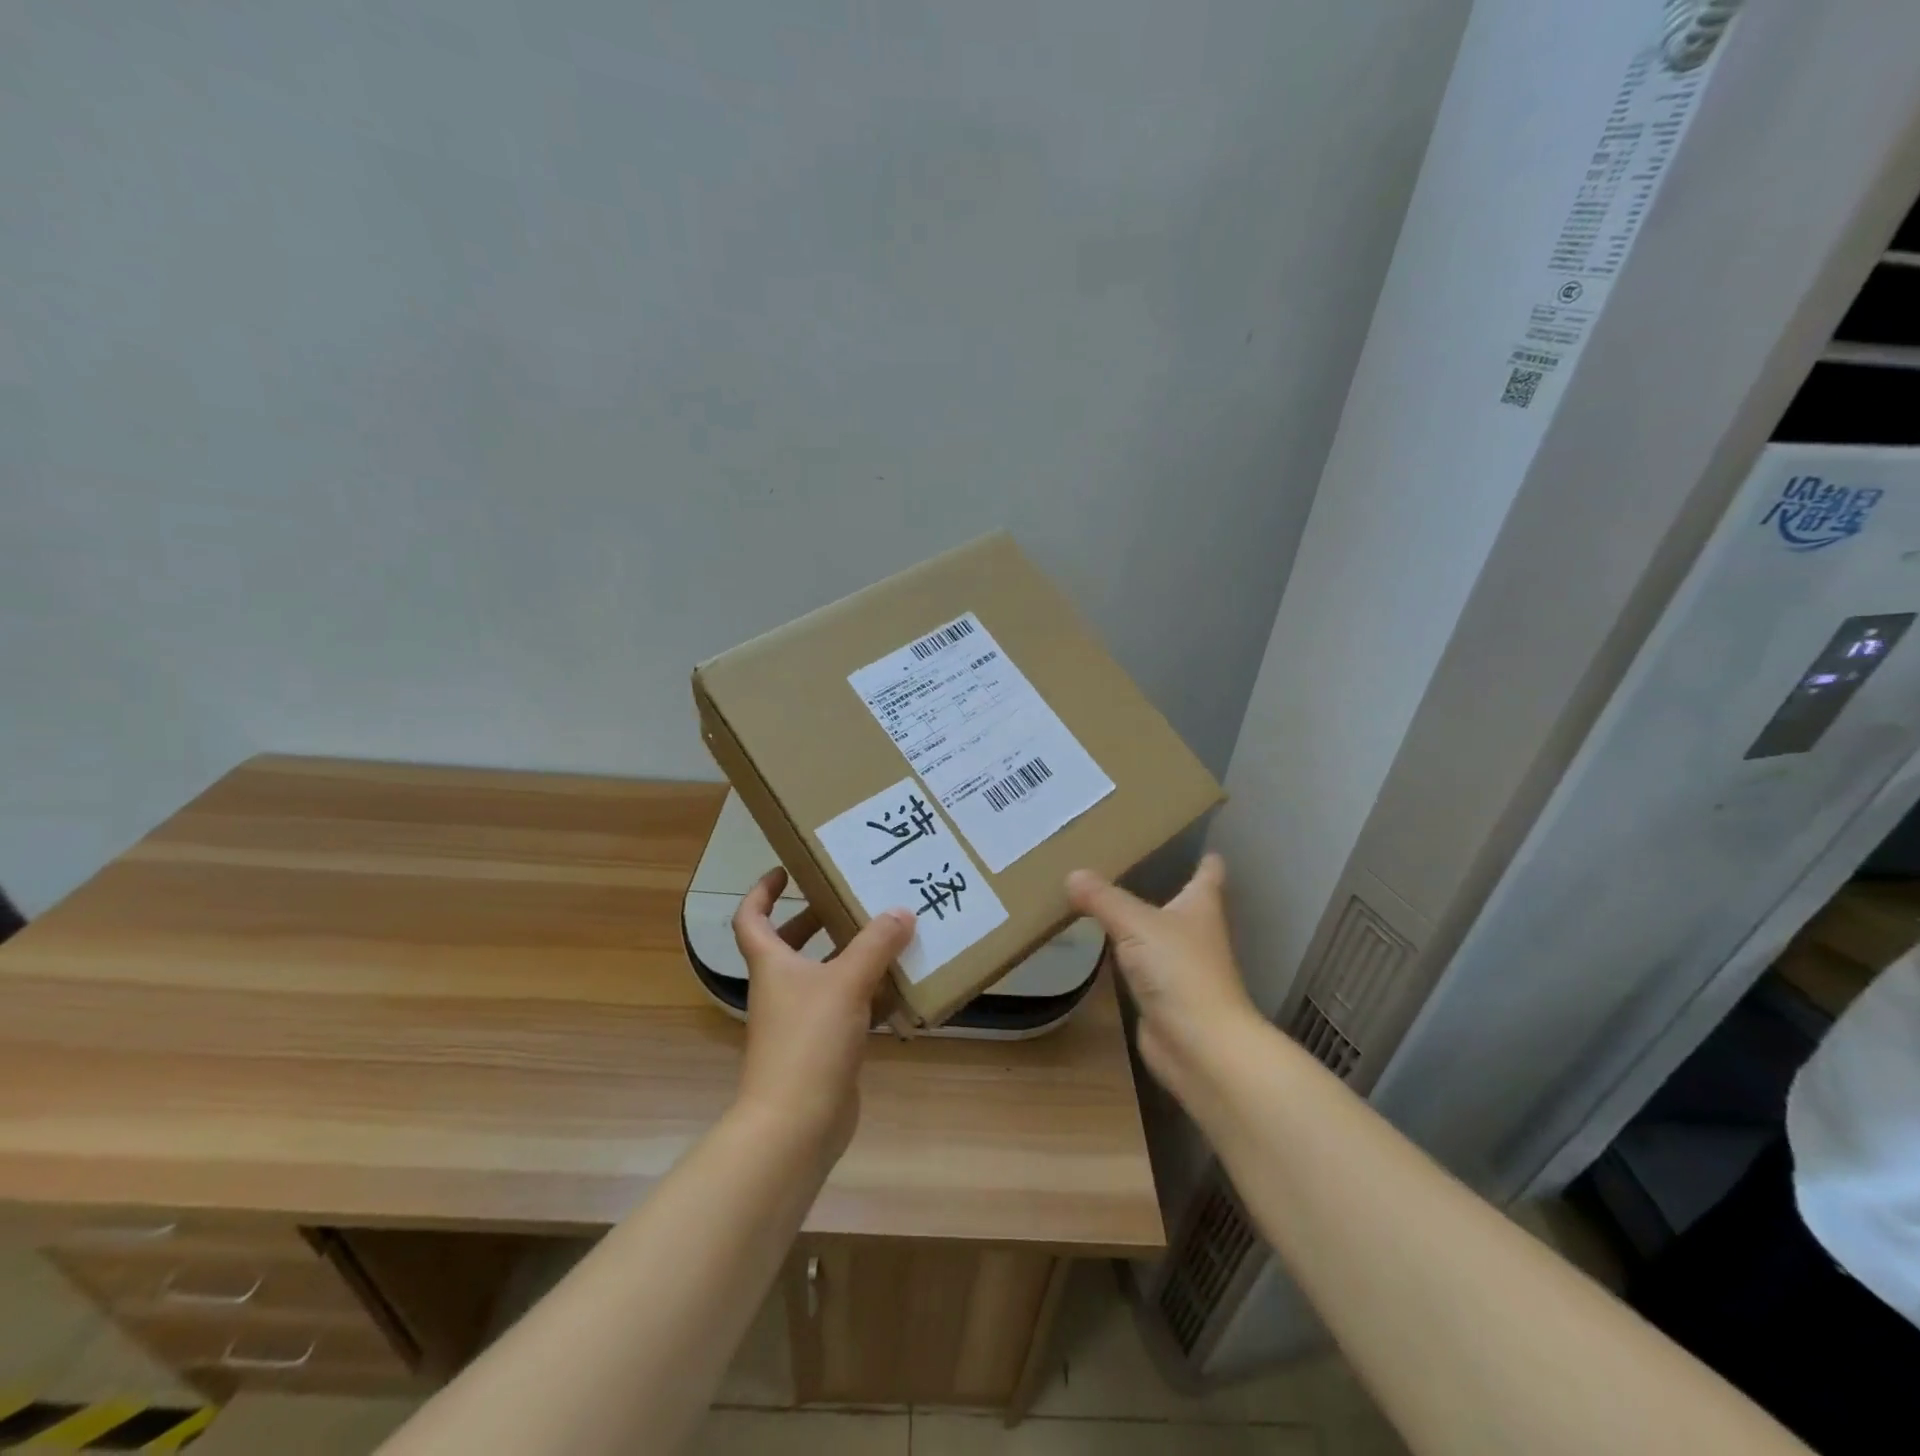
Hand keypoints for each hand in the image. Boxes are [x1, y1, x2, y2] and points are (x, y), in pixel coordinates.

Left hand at [731, 868, 915, 1160]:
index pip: (752, 918)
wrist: (796, 1124)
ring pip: (824, 975)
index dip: (761, 891)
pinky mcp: (824, 1047)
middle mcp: (781, 987)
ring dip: (850, 955)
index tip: (785, 870)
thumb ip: (876, 945)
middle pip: (789, 944)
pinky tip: (901, 986)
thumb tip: (901, 911)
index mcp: (771, 964)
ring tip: (887, 933)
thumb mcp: (846, 982)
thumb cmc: (808, 1041)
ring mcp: (801, 1020)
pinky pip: (847, 1007)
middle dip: (814, 919)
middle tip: (849, 898)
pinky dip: (870, 994)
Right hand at [1067, 854, 1261, 1111]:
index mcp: (1201, 907)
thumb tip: (1072, 874)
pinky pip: (1142, 966)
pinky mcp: (1165, 998)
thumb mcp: (1137, 925)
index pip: (1208, 875)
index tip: (1200, 844)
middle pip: (1184, 904)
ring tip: (1107, 899)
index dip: (1206, 859)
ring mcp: (1181, 968)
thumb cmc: (1180, 972)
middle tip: (1129, 863)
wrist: (1200, 1046)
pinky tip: (1105, 946)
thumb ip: (1104, 899)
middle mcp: (1196, 934)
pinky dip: (1127, 955)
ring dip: (1141, 922)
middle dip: (1165, 886)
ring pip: (1159, 936)